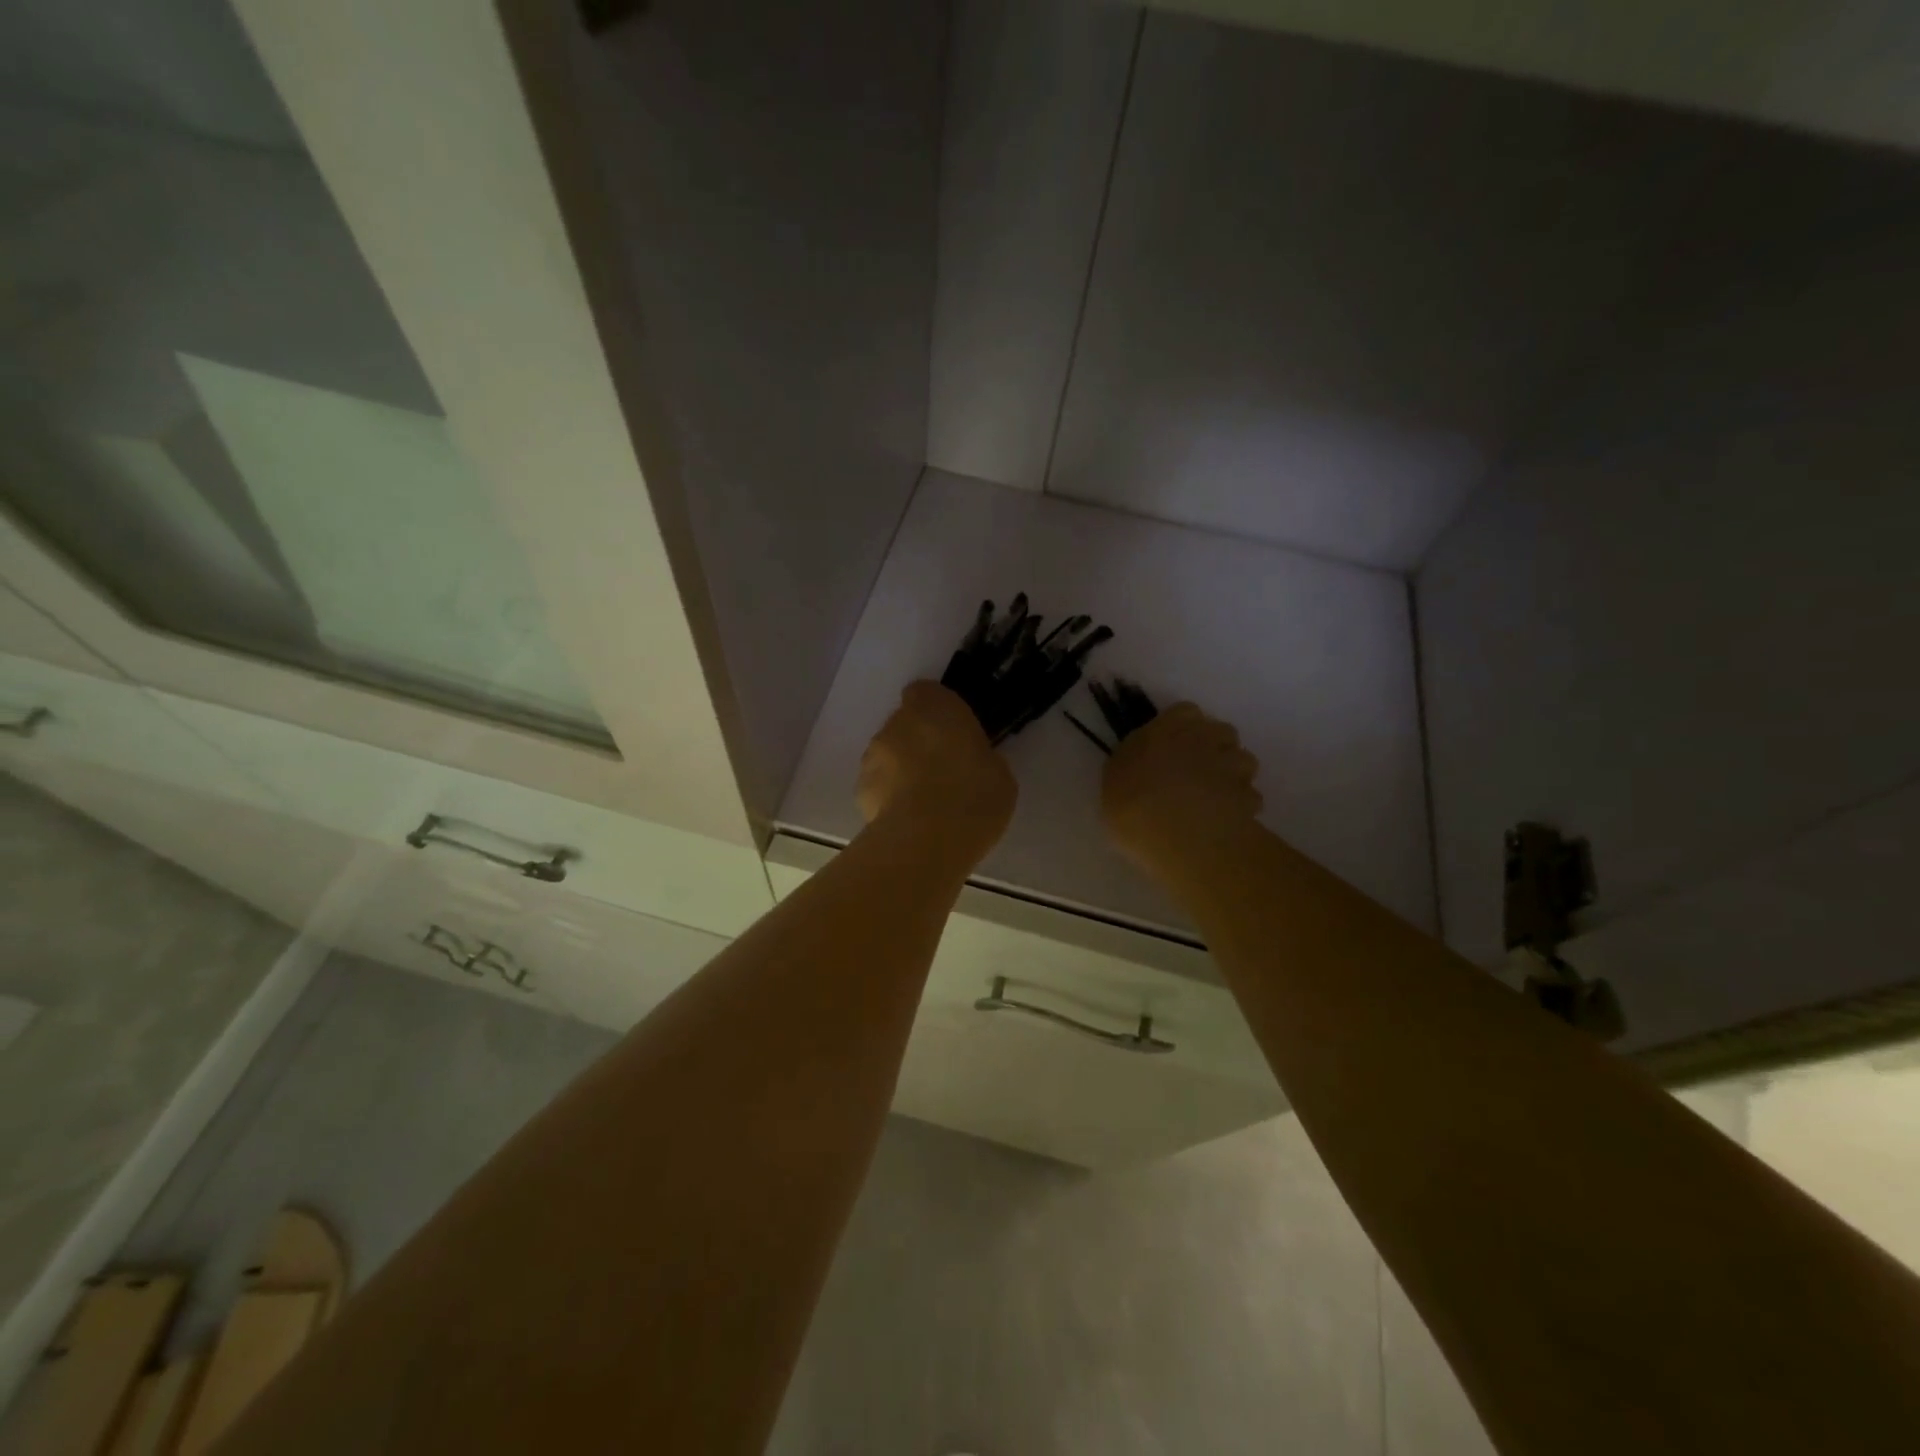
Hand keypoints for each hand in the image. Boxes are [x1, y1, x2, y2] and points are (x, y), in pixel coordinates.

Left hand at [857, 682, 1015, 863]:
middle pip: (905, 724)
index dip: (937, 712)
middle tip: (943, 772)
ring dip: (901, 768)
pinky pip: (877, 784)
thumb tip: (969, 763)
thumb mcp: (998, 773)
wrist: (927, 839)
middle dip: (919, 741)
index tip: (953, 735)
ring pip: (888, 753)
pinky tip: (908, 820)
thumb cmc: (974, 797)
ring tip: (924, 802)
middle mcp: (898, 722)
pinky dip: (888, 795)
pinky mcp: (859, 788)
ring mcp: (873, 754)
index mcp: (936, 707)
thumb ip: (978, 757)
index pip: (927, 693)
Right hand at [1102, 702, 1262, 877]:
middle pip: (1220, 732)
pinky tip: (1225, 821)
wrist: (1175, 834)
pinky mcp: (1250, 796)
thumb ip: (1134, 764)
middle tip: (1194, 772)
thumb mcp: (1114, 778)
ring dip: (1232, 774)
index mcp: (1167, 727)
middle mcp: (1205, 738)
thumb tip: (1143, 766)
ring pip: (1243, 761)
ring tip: (1214, 798)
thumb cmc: (1130, 802)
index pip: (1185, 712)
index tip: (1171, 747)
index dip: (1181, 728)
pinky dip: (1241, 805)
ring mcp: (1232, 766)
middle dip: (1213, 747)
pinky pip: (1250, 796)